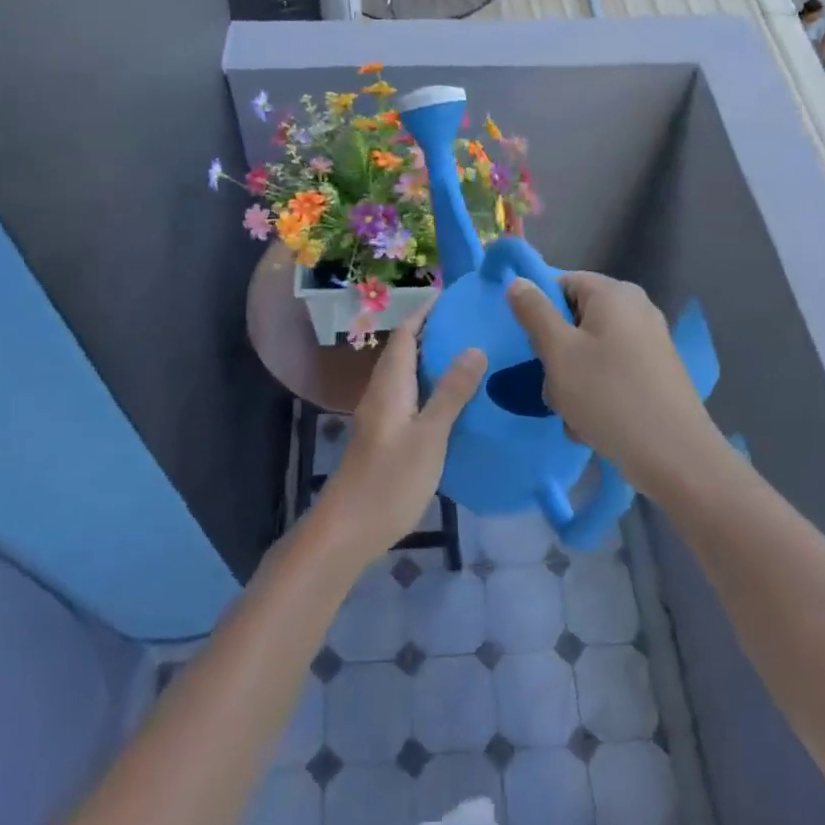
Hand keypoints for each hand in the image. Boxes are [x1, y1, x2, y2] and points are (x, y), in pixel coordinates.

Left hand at [317, 308, 485, 566]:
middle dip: (431, 332)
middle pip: (404, 351)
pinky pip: (408, 397)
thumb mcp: (430, 435)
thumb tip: (475, 348)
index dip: (424, 312)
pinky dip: (429, 386)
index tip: (452, 296)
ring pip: (406, 375)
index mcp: (390, 385)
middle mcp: (381, 393)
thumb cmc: (390, 479)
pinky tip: (453, 401)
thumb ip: (451, 393)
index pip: (405, 334)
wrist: (349, 528)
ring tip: (469, 355)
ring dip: (431, 360)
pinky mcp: (384, 436)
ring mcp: (380, 416)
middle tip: (470, 324)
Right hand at [507, 272, 723, 496]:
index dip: (540, 311)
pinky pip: (611, 374)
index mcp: (614, 293)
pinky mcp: (655, 374)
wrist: (675, 456)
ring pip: (589, 353)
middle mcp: (636, 309)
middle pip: (575, 321)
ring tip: (574, 414)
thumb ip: (534, 312)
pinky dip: (597, 395)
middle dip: (556, 355)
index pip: (562, 283)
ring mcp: (649, 342)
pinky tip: (593, 426)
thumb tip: (518, 281)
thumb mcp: (559, 352)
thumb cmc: (608, 395)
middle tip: (554, 386)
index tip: (532, 346)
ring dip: (572, 383)